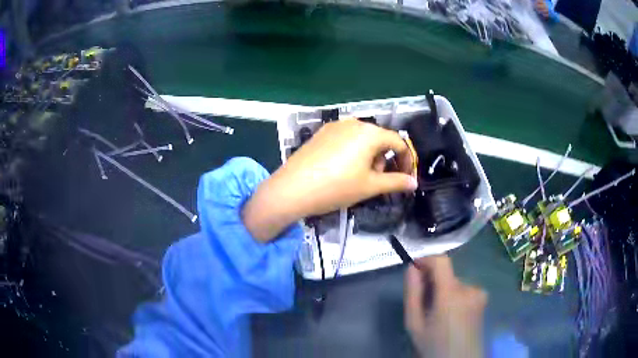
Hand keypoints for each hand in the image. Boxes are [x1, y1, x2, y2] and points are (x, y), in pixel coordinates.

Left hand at [242, 119, 417, 241]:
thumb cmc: (336, 187)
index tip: (405, 179)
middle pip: (379, 139)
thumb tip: (413, 183)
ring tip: (357, 178)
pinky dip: (352, 153)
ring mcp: (335, 126)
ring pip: (362, 139)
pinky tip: (340, 170)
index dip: (406, 161)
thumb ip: (395, 182)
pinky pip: (346, 140)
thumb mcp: (369, 186)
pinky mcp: (321, 133)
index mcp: (369, 133)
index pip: (398, 142)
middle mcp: (353, 123)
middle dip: (384, 160)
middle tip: (375, 181)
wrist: (292, 189)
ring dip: (368, 157)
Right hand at [405, 255, 486, 357]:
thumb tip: (411, 268)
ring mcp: (479, 293)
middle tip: (423, 303)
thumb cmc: (433, 345)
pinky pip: (464, 289)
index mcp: (451, 294)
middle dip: (433, 282)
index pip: (441, 261)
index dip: (427, 260)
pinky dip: (454, 296)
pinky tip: (450, 315)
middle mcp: (469, 288)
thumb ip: (412, 294)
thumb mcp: (414, 324)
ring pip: (455, 283)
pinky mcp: (483, 299)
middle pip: (447, 274)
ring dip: (444, 290)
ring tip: (437, 313)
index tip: (415, 269)